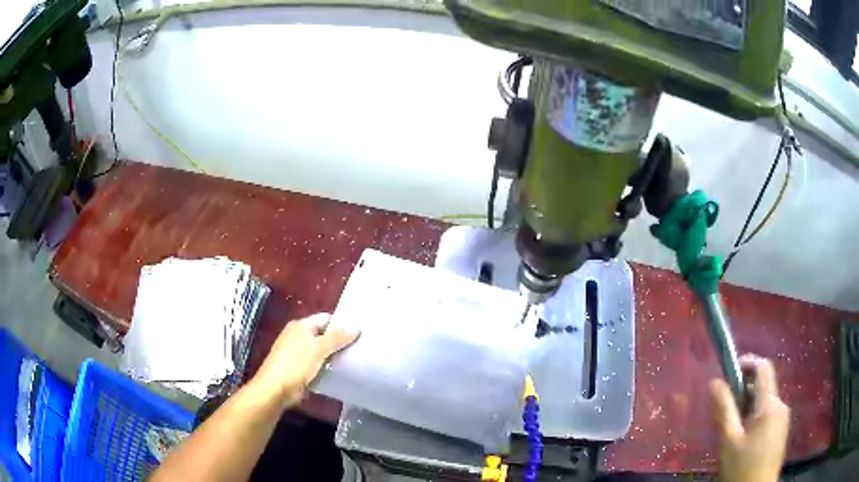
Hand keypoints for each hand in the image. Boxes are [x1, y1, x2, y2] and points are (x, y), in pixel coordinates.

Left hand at [250, 313, 358, 409]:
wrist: (276, 388)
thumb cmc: (296, 363)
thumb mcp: (319, 348)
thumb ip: (337, 338)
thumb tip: (356, 327)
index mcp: (300, 326)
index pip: (325, 318)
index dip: (341, 324)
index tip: (359, 332)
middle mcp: (297, 336)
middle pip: (323, 334)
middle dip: (339, 341)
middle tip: (359, 347)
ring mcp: (297, 352)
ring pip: (320, 350)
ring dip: (333, 355)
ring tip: (353, 360)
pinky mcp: (298, 368)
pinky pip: (317, 363)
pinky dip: (326, 366)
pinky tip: (339, 372)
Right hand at [710, 355, 789, 481]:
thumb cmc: (742, 467)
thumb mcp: (729, 441)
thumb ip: (724, 410)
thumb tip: (714, 382)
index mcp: (770, 404)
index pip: (763, 368)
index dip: (748, 362)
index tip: (731, 370)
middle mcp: (781, 405)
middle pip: (763, 388)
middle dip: (744, 394)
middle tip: (726, 414)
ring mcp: (783, 419)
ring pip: (765, 404)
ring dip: (749, 409)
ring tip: (733, 433)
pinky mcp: (782, 431)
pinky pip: (769, 416)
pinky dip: (756, 420)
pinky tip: (745, 442)